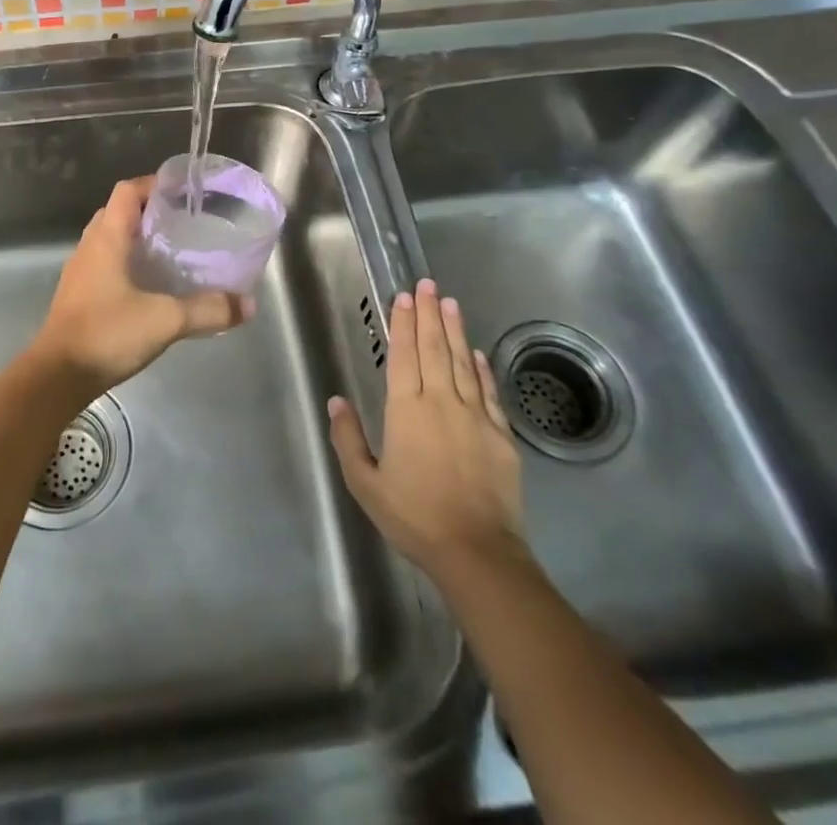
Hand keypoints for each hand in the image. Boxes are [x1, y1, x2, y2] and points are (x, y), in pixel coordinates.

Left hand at [31, 177, 253, 394]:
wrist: (58, 376)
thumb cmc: (107, 334)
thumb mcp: (165, 320)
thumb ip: (207, 310)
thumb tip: (247, 304)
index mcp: (107, 238)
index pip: (128, 191)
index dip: (155, 185)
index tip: (184, 194)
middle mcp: (90, 247)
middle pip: (119, 212)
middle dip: (150, 211)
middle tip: (184, 223)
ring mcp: (81, 272)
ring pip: (111, 239)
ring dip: (138, 238)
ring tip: (172, 252)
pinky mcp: (79, 295)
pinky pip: (105, 264)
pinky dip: (127, 263)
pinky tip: (150, 286)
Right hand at [326, 278, 526, 586]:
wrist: (477, 551)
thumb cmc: (414, 516)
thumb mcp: (366, 483)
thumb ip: (349, 439)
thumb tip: (336, 401)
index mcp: (407, 410)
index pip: (404, 355)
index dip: (404, 323)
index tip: (404, 296)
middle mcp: (441, 401)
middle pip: (434, 348)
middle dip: (429, 314)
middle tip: (427, 284)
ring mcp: (475, 415)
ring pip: (462, 362)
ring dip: (455, 330)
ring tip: (450, 303)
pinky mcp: (500, 434)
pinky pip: (488, 391)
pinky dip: (481, 368)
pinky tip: (476, 352)